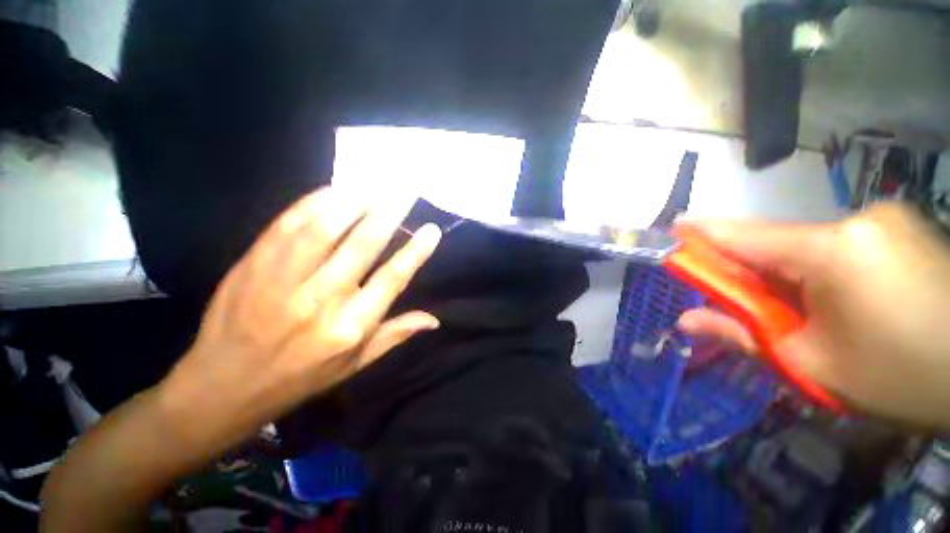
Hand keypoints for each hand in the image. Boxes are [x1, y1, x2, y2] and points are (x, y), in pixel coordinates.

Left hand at [156, 187, 440, 454]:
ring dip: (354, 201)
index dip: (415, 252)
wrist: (221, 387)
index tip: (432, 229)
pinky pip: (288, 224)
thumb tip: (434, 319)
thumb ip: (395, 335)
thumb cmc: (299, 378)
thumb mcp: (355, 365)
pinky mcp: (253, 265)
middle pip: (362, 246)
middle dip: (388, 214)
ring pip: (325, 228)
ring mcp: (282, 280)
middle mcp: (321, 300)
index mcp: (350, 327)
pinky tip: (334, 190)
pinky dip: (313, 202)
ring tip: (375, 184)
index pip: (392, 279)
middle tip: (405, 191)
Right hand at [677, 203, 949, 427]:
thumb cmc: (898, 376)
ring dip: (793, 275)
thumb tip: (684, 321)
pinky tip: (845, 303)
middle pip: (780, 243)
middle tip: (747, 303)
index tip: (673, 231)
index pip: (745, 236)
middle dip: (755, 271)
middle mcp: (859, 220)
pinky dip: (824, 271)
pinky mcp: (905, 229)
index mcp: (833, 250)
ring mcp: (888, 220)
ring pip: (812, 246)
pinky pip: (843, 246)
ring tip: (808, 315)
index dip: (703, 235)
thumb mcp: (812, 365)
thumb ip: (743, 334)